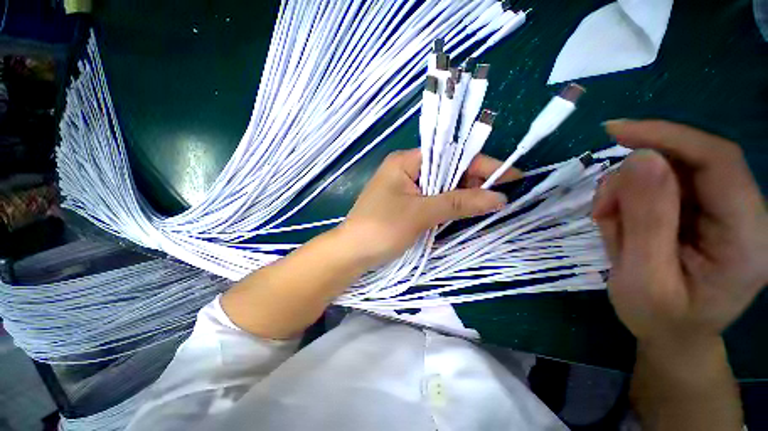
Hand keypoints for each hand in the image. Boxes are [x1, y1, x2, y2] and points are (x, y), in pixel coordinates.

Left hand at [336, 149, 518, 268]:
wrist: (352, 253)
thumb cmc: (381, 228)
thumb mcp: (420, 213)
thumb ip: (458, 203)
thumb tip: (499, 197)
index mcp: (406, 161)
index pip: (450, 154)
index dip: (481, 164)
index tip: (510, 176)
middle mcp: (407, 169)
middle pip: (447, 169)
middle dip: (473, 181)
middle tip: (500, 196)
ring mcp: (406, 188)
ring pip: (442, 186)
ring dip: (463, 195)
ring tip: (488, 204)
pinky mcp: (406, 204)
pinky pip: (433, 199)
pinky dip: (449, 205)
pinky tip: (465, 210)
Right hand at [593, 120, 767, 345]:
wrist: (672, 334)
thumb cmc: (659, 319)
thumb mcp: (644, 280)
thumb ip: (647, 222)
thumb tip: (640, 160)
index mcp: (747, 238)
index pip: (719, 161)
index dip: (669, 136)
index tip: (615, 131)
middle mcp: (745, 214)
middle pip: (690, 164)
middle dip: (635, 179)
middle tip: (602, 210)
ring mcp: (724, 210)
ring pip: (669, 173)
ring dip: (627, 192)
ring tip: (608, 224)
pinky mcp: (703, 210)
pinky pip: (661, 186)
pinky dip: (630, 198)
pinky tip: (620, 222)